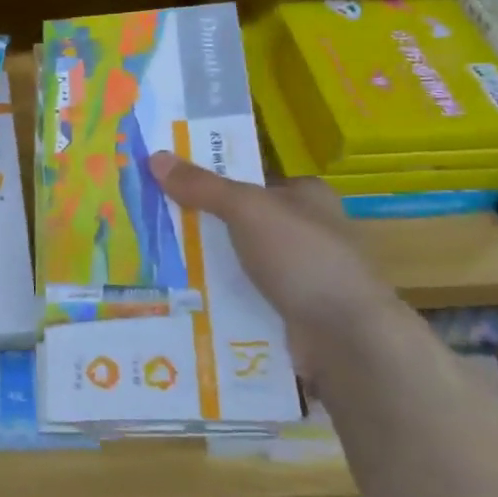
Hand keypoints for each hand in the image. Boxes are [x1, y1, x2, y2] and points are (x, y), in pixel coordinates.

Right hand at [148, 151, 398, 357]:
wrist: (346, 338)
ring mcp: (300, 275)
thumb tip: (155, 157)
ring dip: (206, 265)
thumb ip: (203, 187)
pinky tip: (183, 298)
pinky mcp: (291, 313)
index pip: (250, 179)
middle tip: (151, 224)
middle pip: (240, 221)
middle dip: (201, 225)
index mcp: (306, 196)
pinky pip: (244, 297)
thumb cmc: (303, 258)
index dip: (211, 179)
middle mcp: (306, 231)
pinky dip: (219, 298)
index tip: (167, 184)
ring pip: (239, 262)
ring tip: (154, 262)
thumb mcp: (248, 210)